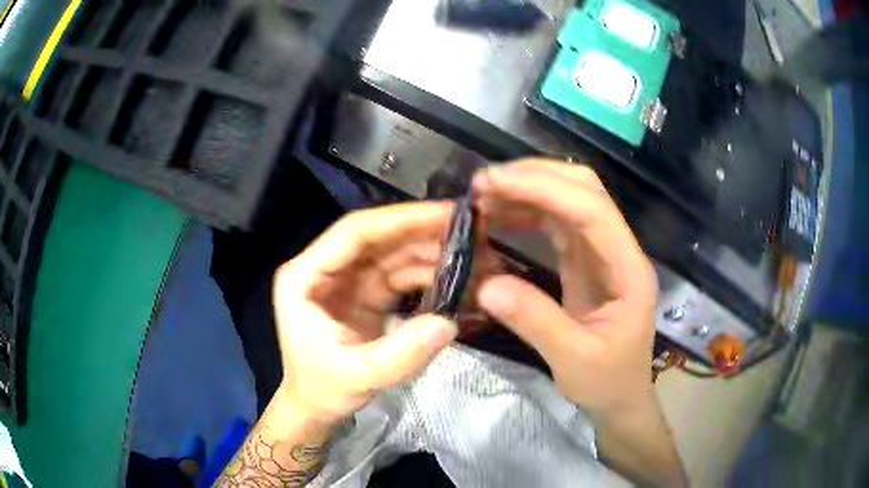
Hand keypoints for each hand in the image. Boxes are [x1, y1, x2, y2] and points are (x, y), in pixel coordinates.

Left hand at [271, 202, 458, 423]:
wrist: (317, 406)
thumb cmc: (324, 389)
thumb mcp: (358, 376)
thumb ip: (401, 354)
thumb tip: (449, 322)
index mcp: (305, 276)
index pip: (354, 234)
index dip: (400, 220)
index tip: (445, 214)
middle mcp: (326, 268)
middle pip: (378, 238)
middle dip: (423, 232)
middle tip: (470, 230)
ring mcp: (348, 279)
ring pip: (393, 253)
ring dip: (430, 251)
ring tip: (472, 253)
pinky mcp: (366, 293)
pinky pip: (400, 274)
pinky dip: (428, 274)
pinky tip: (456, 276)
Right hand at [473, 159, 657, 417]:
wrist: (621, 396)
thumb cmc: (607, 381)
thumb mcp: (574, 361)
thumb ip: (536, 322)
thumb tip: (487, 285)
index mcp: (628, 269)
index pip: (592, 209)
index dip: (544, 188)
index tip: (495, 183)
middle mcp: (618, 248)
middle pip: (584, 189)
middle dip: (534, 177)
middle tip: (483, 185)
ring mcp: (602, 251)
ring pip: (569, 198)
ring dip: (527, 189)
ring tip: (482, 196)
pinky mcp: (585, 259)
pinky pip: (556, 221)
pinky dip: (527, 211)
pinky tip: (499, 216)